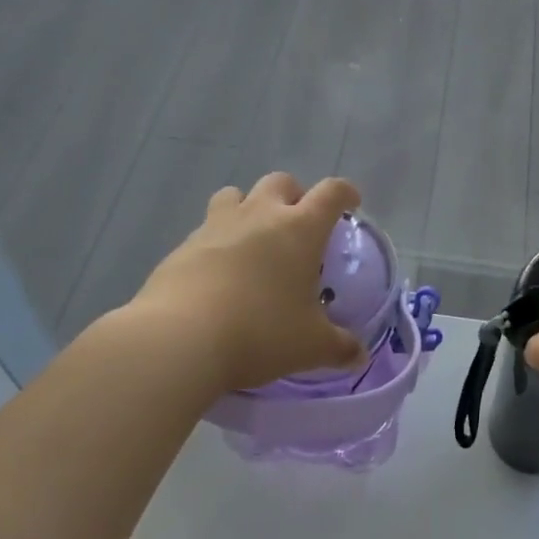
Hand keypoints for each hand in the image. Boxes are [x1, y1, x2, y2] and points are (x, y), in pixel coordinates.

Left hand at [126, 173, 367, 393]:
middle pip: (281, 182)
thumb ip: (339, 347)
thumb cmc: (260, 333)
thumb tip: (359, 356)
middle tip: (299, 226)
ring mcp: (217, 226)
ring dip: (249, 207)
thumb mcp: (310, 346)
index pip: (331, 193)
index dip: (345, 193)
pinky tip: (219, 273)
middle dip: (294, 196)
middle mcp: (260, 215)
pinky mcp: (183, 246)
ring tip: (253, 239)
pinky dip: (218, 240)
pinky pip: (206, 229)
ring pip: (236, 195)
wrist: (179, 340)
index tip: (351, 204)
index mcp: (300, 229)